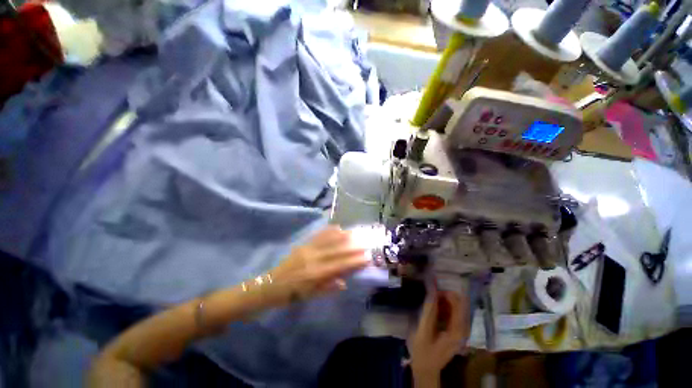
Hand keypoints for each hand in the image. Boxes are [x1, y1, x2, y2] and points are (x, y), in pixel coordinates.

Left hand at [264, 226, 368, 305]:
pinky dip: (328, 231)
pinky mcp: (303, 245)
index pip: (339, 266)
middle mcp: (313, 259)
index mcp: (315, 274)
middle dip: (352, 247)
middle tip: (365, 243)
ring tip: (354, 233)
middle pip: (336, 251)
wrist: (271, 285)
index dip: (353, 261)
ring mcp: (308, 249)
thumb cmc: (292, 294)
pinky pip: (318, 236)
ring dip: (342, 237)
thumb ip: (328, 288)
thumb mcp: (310, 296)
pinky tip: (337, 227)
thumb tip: (344, 282)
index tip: (366, 257)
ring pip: (329, 241)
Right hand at [408, 290, 468, 386]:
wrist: (426, 369)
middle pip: (460, 303)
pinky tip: (435, 310)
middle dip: (445, 296)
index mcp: (457, 330)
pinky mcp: (457, 331)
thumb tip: (432, 290)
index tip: (432, 292)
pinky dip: (445, 307)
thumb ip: (429, 310)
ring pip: (457, 307)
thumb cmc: (423, 351)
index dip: (445, 293)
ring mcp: (461, 330)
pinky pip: (454, 312)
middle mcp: (464, 329)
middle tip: (431, 297)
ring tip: (431, 303)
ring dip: (444, 301)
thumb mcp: (422, 331)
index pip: (458, 303)